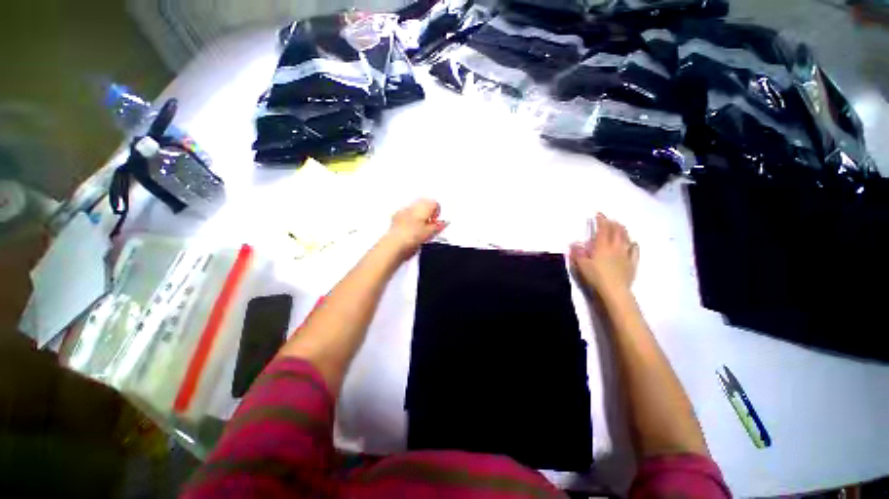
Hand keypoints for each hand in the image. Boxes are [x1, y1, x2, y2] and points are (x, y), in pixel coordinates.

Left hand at [385, 199, 447, 258]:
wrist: (395, 244)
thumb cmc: (411, 237)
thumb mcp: (430, 233)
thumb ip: (439, 226)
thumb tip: (444, 222)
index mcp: (423, 207)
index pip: (435, 203)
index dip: (437, 213)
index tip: (437, 222)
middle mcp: (412, 206)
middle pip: (424, 205)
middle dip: (428, 214)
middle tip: (430, 226)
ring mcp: (402, 212)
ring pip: (415, 210)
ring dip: (419, 217)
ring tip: (421, 230)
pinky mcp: (395, 218)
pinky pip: (405, 216)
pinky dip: (410, 221)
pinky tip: (411, 232)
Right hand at [570, 213, 639, 299]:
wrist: (614, 290)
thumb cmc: (595, 276)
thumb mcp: (581, 264)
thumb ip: (577, 252)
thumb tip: (573, 243)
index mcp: (602, 246)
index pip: (602, 229)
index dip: (601, 220)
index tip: (598, 214)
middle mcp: (615, 247)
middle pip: (616, 231)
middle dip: (612, 223)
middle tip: (609, 219)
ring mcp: (626, 254)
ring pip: (626, 238)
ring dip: (623, 230)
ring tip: (620, 226)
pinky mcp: (632, 263)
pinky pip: (635, 251)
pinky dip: (633, 244)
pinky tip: (633, 243)